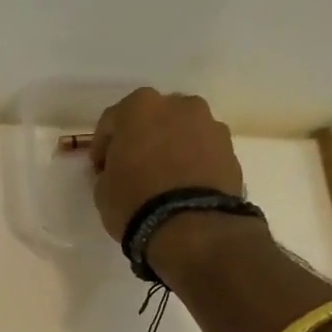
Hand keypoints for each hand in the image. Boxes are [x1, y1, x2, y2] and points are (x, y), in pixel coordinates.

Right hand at [88, 88, 247, 240]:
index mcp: (139, 107)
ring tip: (164, 178)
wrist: (191, 226)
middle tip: (133, 167)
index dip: (103, 146)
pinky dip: (193, 161)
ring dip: (171, 147)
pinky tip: (184, 185)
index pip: (112, 120)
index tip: (100, 168)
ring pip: (182, 131)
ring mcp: (209, 124)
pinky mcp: (230, 149)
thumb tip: (119, 169)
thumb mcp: (102, 189)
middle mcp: (178, 105)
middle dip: (142, 138)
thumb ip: (110, 168)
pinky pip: (202, 150)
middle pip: (153, 118)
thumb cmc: (135, 201)